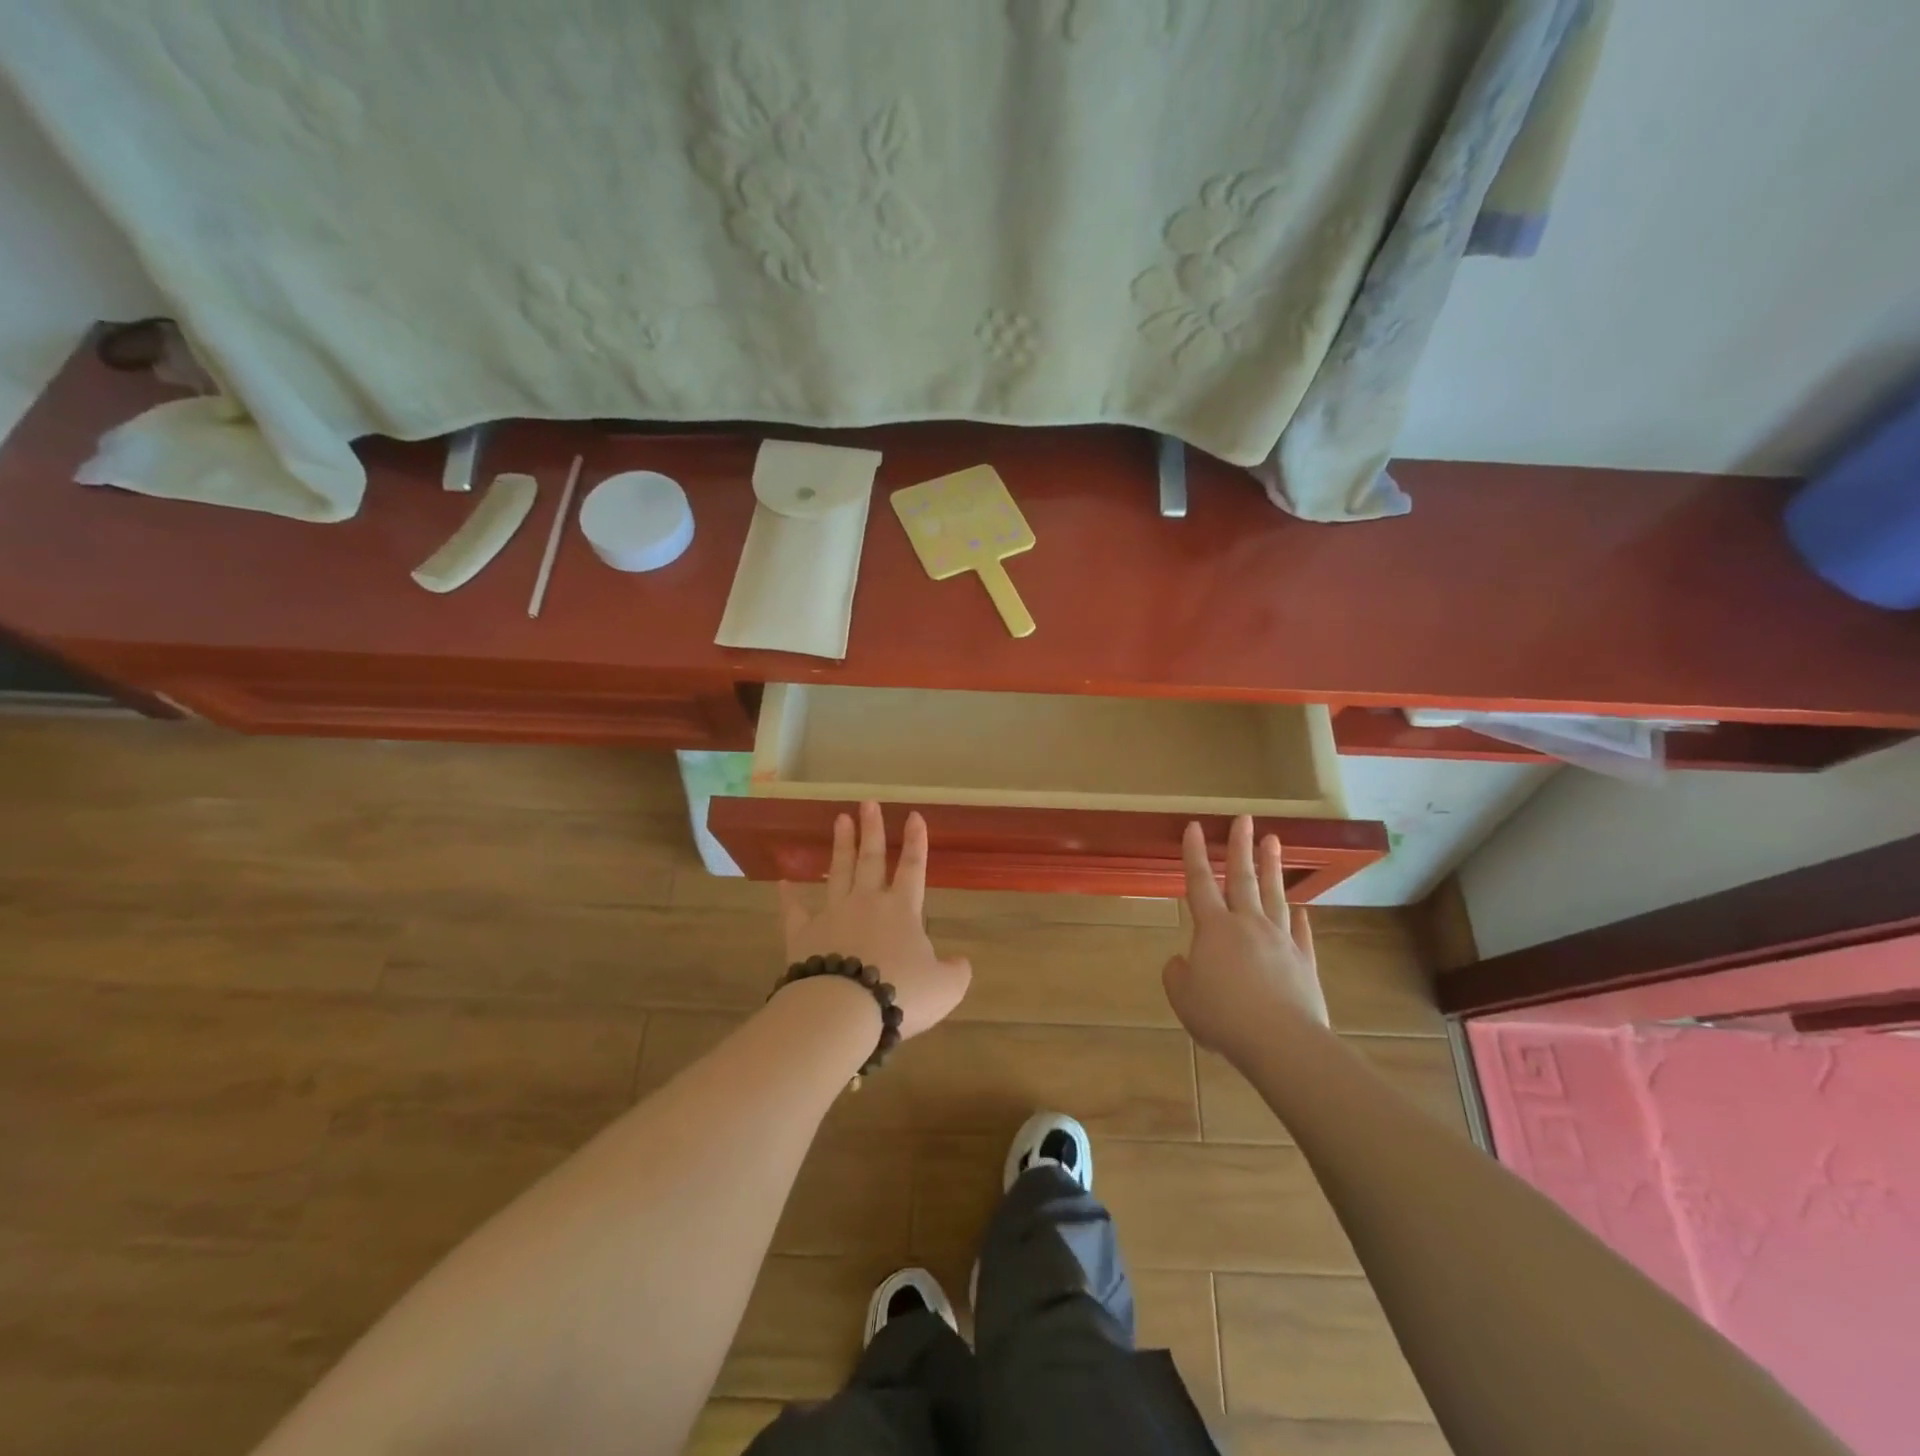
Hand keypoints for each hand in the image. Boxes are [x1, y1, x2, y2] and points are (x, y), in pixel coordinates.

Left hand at [779, 801, 971, 1039]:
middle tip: (868, 803)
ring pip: (838, 872)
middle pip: (871, 859)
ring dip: (841, 845)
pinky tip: (783, 880)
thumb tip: (961, 962)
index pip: (912, 868)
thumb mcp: (945, 989)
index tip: (914, 815)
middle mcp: (867, 903)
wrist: (844, 1009)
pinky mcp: (804, 934)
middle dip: (872, 830)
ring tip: (840, 819)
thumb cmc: (900, 993)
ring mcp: (833, 915)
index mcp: (902, 910)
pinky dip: (789, 895)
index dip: (916, 841)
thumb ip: (956, 972)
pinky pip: (795, 910)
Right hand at [1163, 816, 1329, 1061]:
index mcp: (1214, 929)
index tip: (1194, 826)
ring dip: (1272, 867)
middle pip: (1243, 878)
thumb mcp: (1184, 998)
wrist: (1282, 1041)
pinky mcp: (1303, 962)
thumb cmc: (1224, 1016)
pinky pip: (1300, 933)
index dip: (1194, 854)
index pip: (1200, 882)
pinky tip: (1300, 908)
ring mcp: (1280, 941)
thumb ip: (1177, 975)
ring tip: (1274, 841)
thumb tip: (1182, 962)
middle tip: (1244, 818)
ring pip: (1274, 896)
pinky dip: (1298, 919)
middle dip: (1240, 846)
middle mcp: (1248, 925)